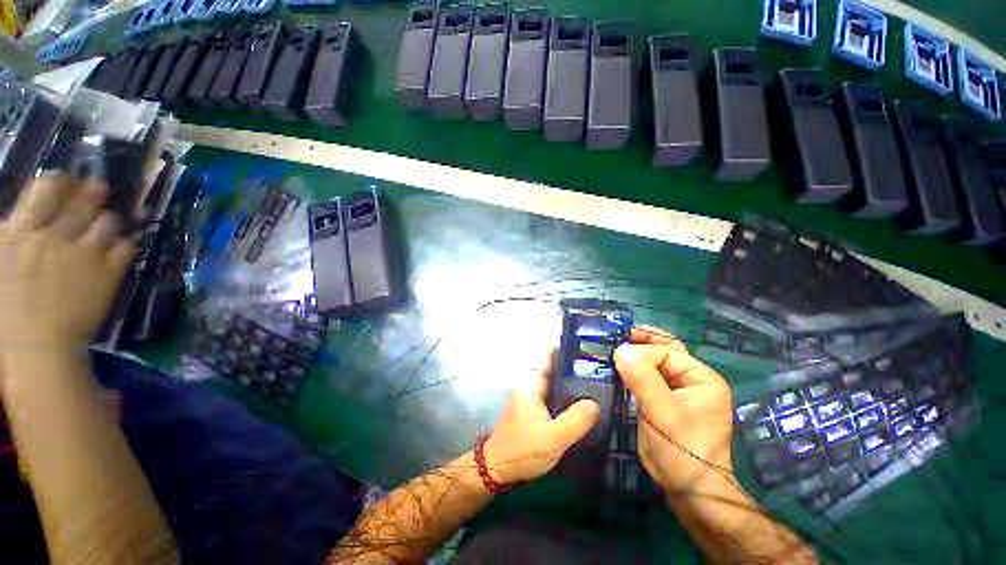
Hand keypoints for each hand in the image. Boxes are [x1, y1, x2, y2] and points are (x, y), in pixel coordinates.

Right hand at [0, 175, 135, 356]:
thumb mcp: (1, 261)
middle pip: (83, 200)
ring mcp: (86, 253)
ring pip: (108, 221)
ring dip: (109, 220)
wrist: (37, 345)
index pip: (46, 189)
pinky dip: (126, 242)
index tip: (67, 180)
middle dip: (93, 191)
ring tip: (107, 221)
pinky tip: (123, 244)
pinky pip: (127, 247)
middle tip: (99, 188)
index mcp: (22, 232)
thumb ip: (9, 235)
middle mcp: (55, 235)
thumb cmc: (9, 309)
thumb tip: (14, 217)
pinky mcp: (110, 273)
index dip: (60, 181)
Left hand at [483, 352, 599, 484]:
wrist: (497, 469)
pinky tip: (580, 405)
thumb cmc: (523, 450)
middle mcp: (529, 386)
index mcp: (531, 384)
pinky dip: (564, 398)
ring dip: (571, 386)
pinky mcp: (531, 410)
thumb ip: (576, 420)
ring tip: (597, 386)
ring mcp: (529, 398)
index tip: (587, 348)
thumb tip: (594, 403)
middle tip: (601, 370)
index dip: (567, 351)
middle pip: (554, 371)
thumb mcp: (554, 438)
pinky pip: (551, 398)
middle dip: (574, 370)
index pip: (550, 358)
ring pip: (554, 386)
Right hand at [614, 326, 734, 495]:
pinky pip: (647, 378)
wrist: (687, 489)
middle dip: (639, 342)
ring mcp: (677, 390)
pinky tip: (617, 368)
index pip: (667, 352)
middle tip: (613, 336)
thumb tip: (620, 349)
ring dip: (634, 356)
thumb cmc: (682, 450)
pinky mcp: (663, 400)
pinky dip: (632, 370)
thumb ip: (643, 379)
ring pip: (654, 364)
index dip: (641, 353)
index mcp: (701, 378)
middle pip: (663, 351)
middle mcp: (692, 380)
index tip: (616, 356)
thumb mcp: (664, 414)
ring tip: (611, 348)